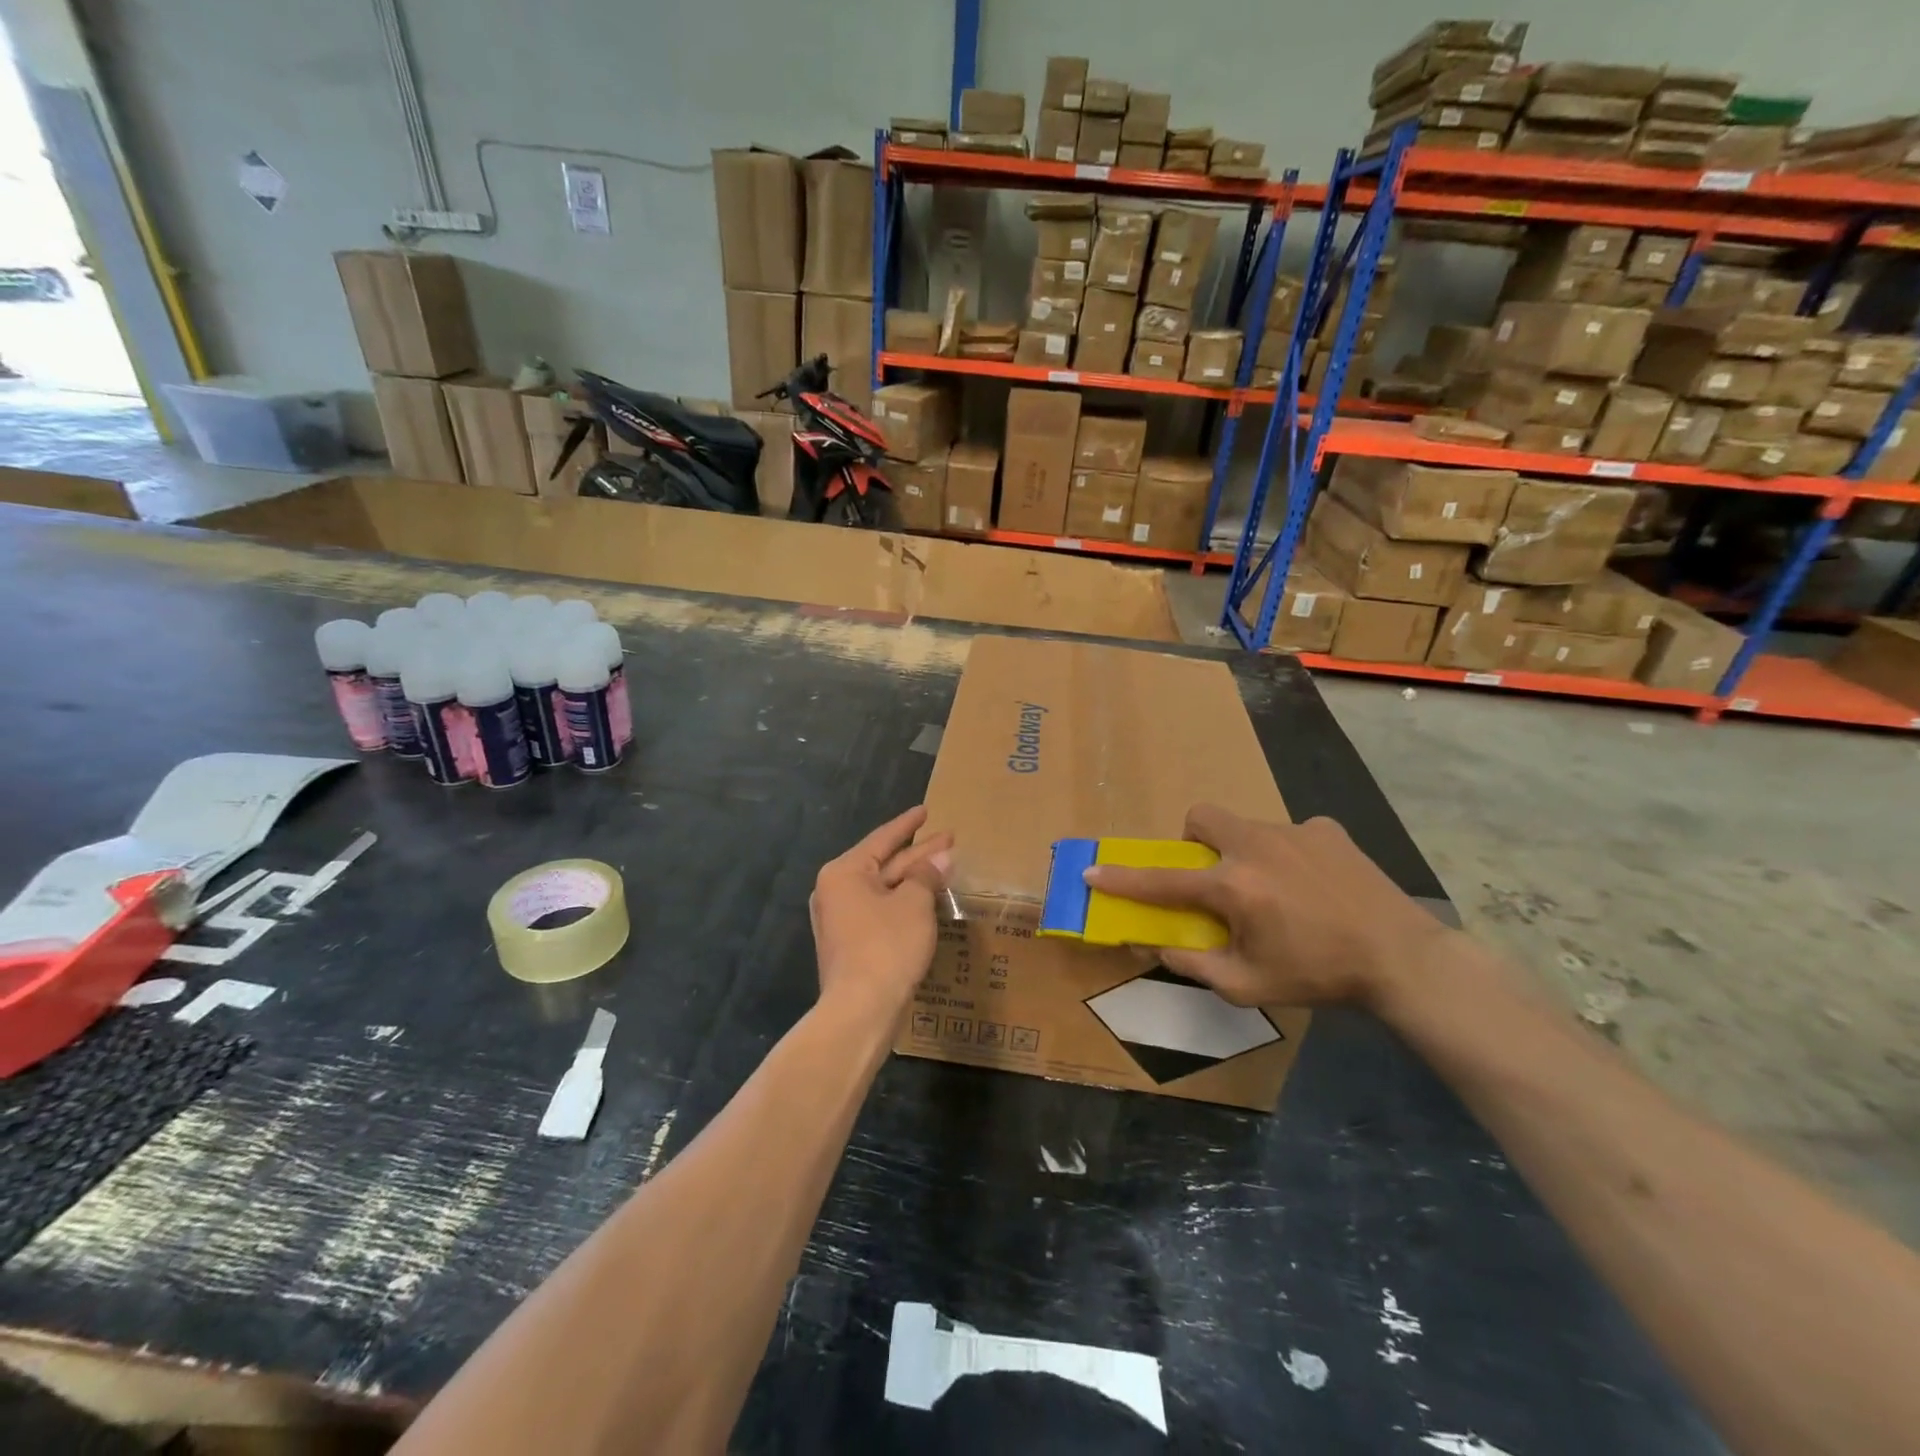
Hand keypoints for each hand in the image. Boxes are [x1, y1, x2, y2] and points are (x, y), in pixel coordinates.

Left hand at [809, 806, 952, 1021]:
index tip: (927, 810)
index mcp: (844, 873)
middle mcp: (837, 891)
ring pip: (884, 890)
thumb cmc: (886, 946)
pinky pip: (881, 911)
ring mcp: (842, 919)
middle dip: (918, 853)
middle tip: (950, 840)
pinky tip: (927, 901)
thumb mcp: (914, 904)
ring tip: (944, 867)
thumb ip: (927, 875)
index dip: (908, 824)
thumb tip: (941, 857)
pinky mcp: (851, 944)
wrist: (860, 1010)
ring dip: (914, 880)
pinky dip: (904, 903)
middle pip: (884, 864)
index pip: (882, 839)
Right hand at [1083, 805, 1451, 1008]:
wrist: (1402, 959)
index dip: (1122, 880)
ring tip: (1276, 890)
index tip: (1092, 872)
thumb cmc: (1319, 976)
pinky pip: (1290, 833)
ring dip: (1243, 852)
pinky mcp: (1328, 830)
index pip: (1163, 880)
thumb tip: (1158, 945)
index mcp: (1233, 886)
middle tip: (1213, 876)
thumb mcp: (1248, 985)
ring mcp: (1294, 831)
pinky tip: (1314, 884)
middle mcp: (1256, 846)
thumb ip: (1194, 964)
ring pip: (1247, 827)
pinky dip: (1288, 854)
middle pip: (1201, 817)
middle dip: (1193, 840)